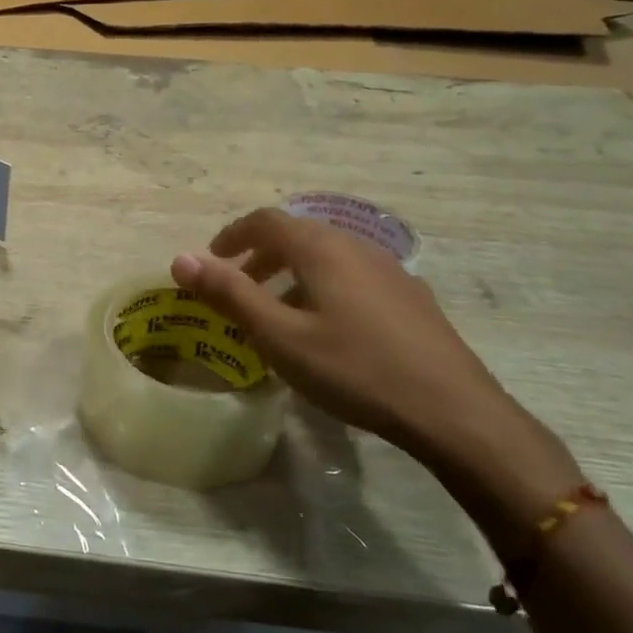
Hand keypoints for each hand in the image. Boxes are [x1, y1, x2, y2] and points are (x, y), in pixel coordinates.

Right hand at [171, 209, 576, 504]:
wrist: (452, 411)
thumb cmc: (354, 369)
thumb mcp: (279, 336)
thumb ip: (228, 294)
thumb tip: (179, 259)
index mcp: (321, 248)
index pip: (266, 221)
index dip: (232, 235)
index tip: (211, 260)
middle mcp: (356, 246)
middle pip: (297, 235)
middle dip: (259, 255)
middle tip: (237, 287)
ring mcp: (390, 270)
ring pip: (327, 256)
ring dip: (291, 272)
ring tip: (277, 311)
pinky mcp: (411, 297)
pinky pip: (352, 276)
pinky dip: (323, 286)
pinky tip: (327, 328)